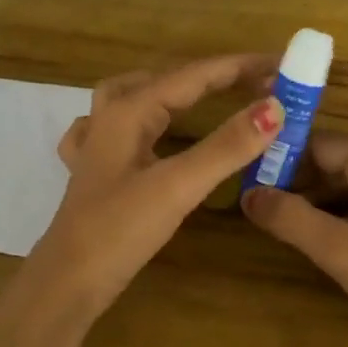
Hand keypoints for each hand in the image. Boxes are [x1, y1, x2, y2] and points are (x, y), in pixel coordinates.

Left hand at [30, 55, 282, 316]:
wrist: (68, 282)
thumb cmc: (119, 230)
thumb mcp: (177, 186)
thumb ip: (226, 146)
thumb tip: (274, 108)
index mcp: (128, 112)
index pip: (192, 75)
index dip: (238, 67)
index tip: (279, 65)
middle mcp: (108, 118)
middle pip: (165, 80)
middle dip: (212, 77)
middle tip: (255, 83)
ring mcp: (95, 145)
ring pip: (134, 98)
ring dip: (173, 89)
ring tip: (203, 93)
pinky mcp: (93, 173)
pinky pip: (115, 129)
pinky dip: (138, 121)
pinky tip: (142, 134)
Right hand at [241, 133, 347, 346]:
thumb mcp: (337, 248)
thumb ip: (289, 217)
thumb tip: (245, 194)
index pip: (317, 142)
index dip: (279, 158)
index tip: (245, 179)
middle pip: (329, 160)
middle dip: (292, 181)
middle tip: (253, 205)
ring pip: (341, 183)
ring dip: (309, 200)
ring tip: (272, 221)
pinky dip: (331, 213)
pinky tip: (309, 235)